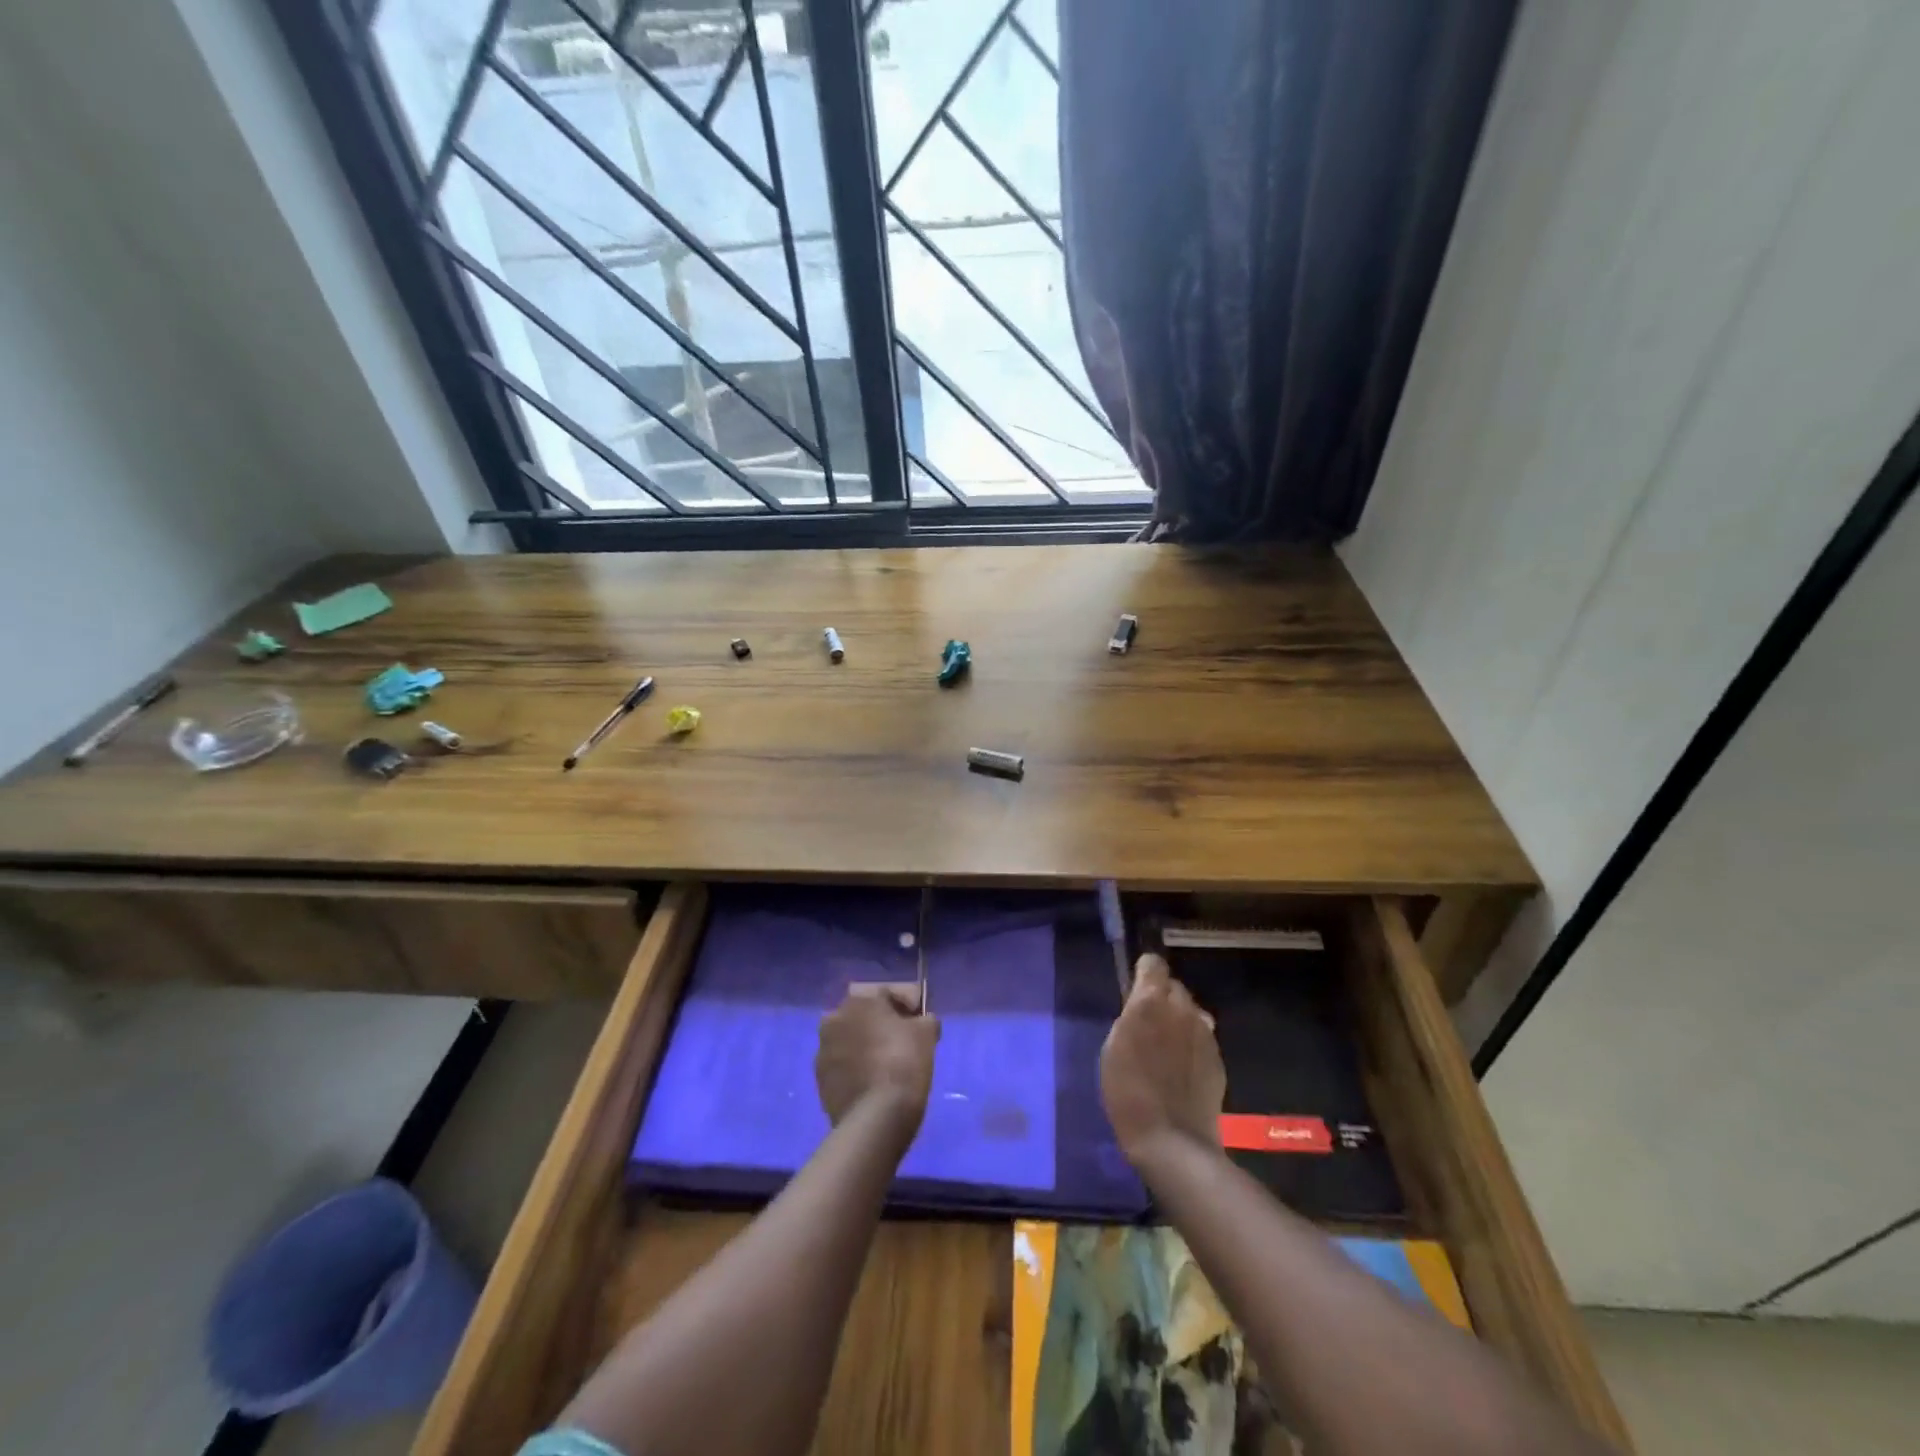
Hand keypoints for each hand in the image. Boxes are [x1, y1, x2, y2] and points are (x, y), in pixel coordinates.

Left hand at [816, 985, 939, 1136]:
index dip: (906, 1007)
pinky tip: (870, 1083)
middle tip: (900, 1043)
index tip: (919, 1024)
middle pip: (863, 1016)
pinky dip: (853, 1069)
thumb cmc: (904, 1063)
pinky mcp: (819, 1079)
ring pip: (849, 1040)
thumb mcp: (927, 1034)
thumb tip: (921, 1021)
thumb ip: (925, 1019)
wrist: (876, 1116)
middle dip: (879, 1025)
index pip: (887, 996)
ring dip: (863, 1046)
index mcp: (860, 1000)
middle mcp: (835, 1018)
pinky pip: (841, 1065)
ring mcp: (823, 1049)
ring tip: (884, 1066)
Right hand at [1100, 954, 1225, 1162]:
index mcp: (1150, 1002)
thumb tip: (1141, 1002)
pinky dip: (1191, 1043)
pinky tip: (1181, 1069)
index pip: (1153, 964)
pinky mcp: (1218, 1056)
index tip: (1135, 991)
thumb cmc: (1127, 1091)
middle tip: (1148, 1024)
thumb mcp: (1114, 1046)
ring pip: (1191, 1011)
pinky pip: (1202, 1037)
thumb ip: (1131, 1016)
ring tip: (1166, 1048)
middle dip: (1162, 998)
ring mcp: (1204, 1032)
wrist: (1171, 1138)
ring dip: (1179, 1020)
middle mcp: (1182, 1009)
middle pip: (1174, 987)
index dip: (1144, 974)